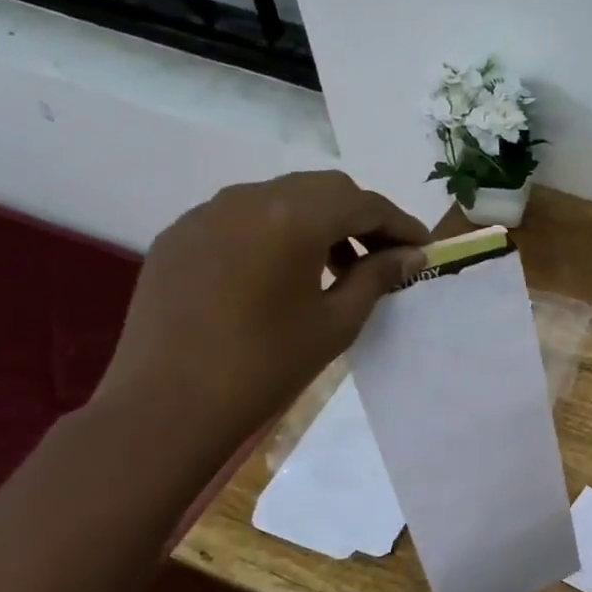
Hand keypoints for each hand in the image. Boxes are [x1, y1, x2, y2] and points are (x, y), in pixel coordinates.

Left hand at [95, 171, 427, 442]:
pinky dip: (277, 231)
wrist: (168, 403)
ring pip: (282, 196)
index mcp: (294, 219)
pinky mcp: (180, 234)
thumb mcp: (337, 322)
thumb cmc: (267, 365)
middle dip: (361, 216)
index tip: (422, 248)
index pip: (364, 204)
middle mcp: (249, 199)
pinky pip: (243, 216)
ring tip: (336, 266)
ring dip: (319, 221)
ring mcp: (207, 213)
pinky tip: (282, 272)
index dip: (400, 224)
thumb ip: (377, 277)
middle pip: (324, 189)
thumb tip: (411, 255)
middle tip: (383, 255)